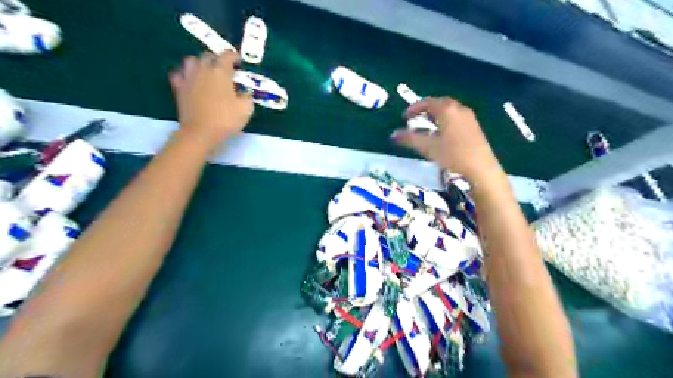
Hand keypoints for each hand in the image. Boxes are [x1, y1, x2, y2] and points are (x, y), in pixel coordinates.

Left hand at [168, 50, 252, 147]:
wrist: (200, 133)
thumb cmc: (225, 120)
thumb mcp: (246, 109)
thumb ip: (247, 96)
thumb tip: (244, 92)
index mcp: (221, 72)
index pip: (227, 55)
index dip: (234, 57)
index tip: (239, 64)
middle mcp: (203, 70)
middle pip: (208, 55)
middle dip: (217, 59)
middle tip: (225, 69)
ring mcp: (188, 78)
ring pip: (191, 61)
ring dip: (200, 63)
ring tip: (207, 72)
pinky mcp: (179, 88)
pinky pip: (179, 74)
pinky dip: (185, 74)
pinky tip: (191, 81)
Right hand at [389, 98, 503, 182]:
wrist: (480, 168)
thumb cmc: (452, 155)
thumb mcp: (427, 147)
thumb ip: (409, 139)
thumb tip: (393, 135)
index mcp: (447, 110)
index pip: (428, 102)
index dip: (414, 108)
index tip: (405, 116)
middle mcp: (459, 109)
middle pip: (440, 103)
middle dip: (426, 109)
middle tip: (415, 118)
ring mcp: (469, 117)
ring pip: (449, 110)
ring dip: (436, 115)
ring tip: (427, 125)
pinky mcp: (475, 127)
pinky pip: (456, 117)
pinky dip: (445, 120)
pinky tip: (442, 133)